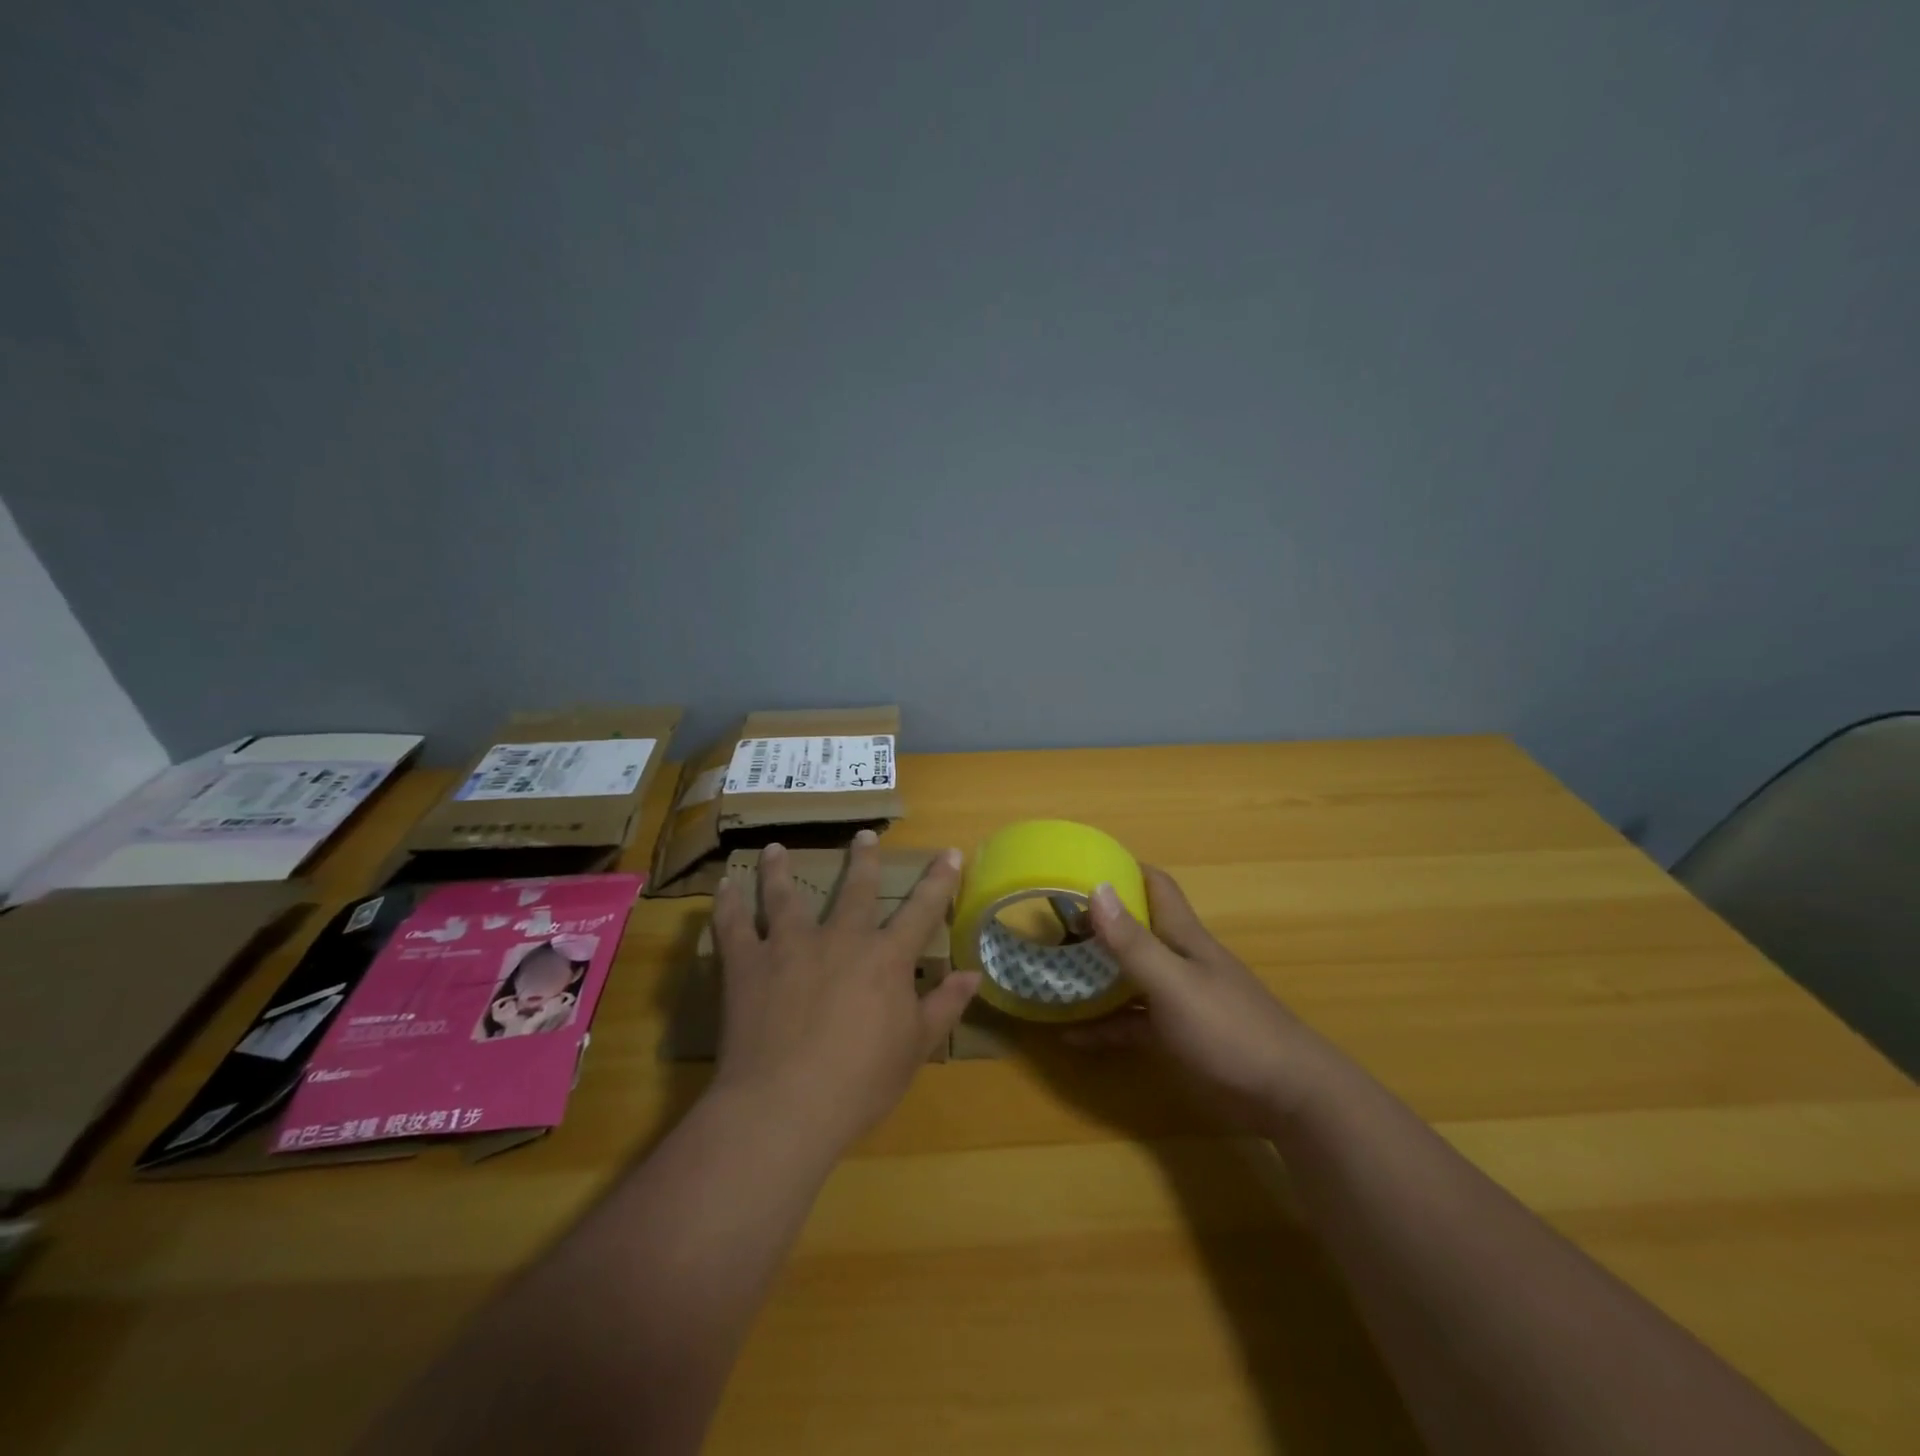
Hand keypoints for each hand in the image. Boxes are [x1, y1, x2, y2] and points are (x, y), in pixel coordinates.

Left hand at [709, 833, 979, 1156]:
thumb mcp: (915, 1048)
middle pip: (855, 889)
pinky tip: (724, 886)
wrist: (786, 1105)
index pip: (922, 909)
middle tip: (864, 834)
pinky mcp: (747, 963)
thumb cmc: (860, 1082)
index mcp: (885, 958)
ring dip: (780, 870)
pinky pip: (733, 925)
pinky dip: (727, 903)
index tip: (949, 851)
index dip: (939, 880)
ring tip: (774, 849)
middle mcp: (840, 938)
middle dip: (863, 859)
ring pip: (785, 895)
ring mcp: (789, 945)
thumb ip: (944, 1006)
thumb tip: (974, 973)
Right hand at [1073, 867, 1338, 1127]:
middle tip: (1049, 923)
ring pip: (1128, 977)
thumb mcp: (1175, 984)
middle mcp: (1178, 961)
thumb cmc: (1231, 1029)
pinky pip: (1131, 1024)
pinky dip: (1103, 1027)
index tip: (1079, 866)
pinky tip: (1070, 1035)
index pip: (1155, 886)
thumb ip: (1134, 943)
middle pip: (1134, 930)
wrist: (1288, 1097)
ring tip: (1050, 973)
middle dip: (1096, 924)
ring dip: (1094, 975)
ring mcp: (1178, 1000)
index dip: (1122, 870)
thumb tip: (1097, 887)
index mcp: (1183, 937)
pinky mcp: (1177, 1037)